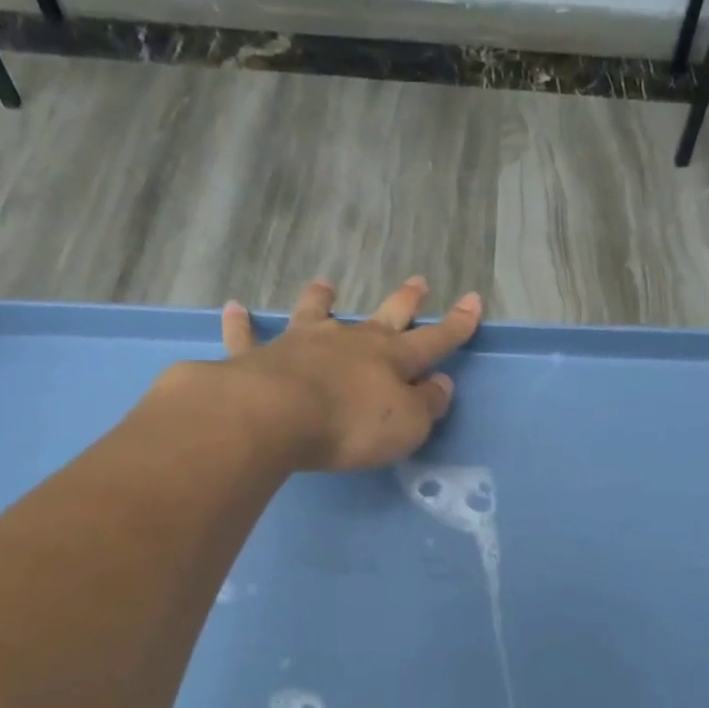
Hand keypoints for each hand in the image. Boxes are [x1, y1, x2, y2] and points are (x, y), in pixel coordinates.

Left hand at [215, 275, 480, 471]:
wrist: (277, 417)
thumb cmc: (352, 425)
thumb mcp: (407, 425)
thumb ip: (427, 405)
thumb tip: (440, 384)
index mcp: (390, 359)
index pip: (433, 340)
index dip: (456, 324)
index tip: (473, 301)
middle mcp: (349, 342)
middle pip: (383, 316)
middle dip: (405, 300)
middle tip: (418, 281)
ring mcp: (302, 344)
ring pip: (315, 313)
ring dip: (322, 299)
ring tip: (325, 284)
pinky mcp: (258, 357)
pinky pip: (248, 336)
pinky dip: (242, 323)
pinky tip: (235, 308)